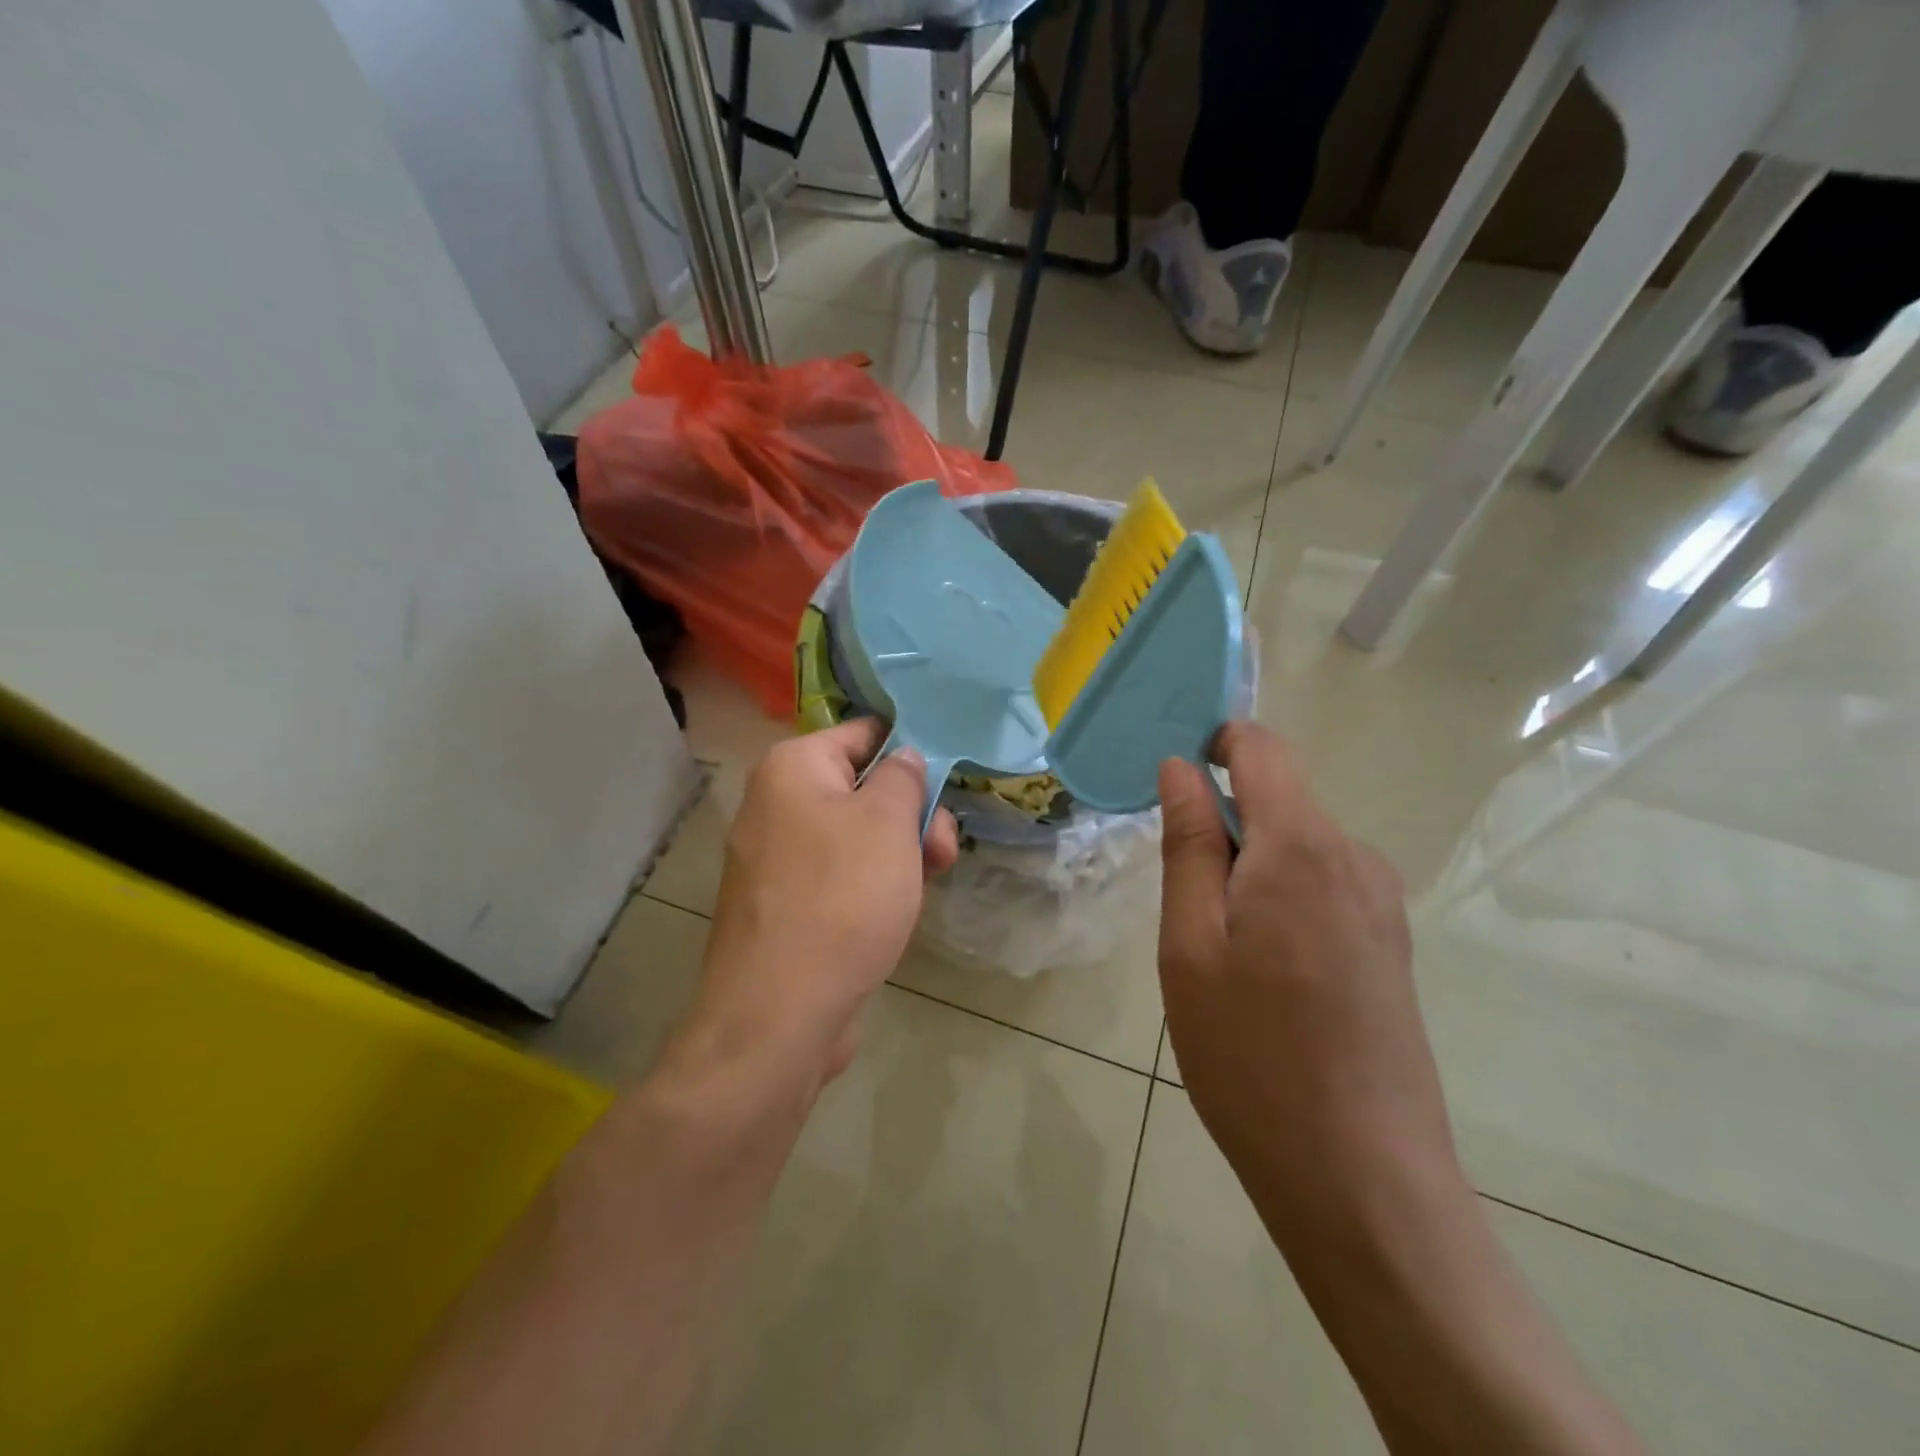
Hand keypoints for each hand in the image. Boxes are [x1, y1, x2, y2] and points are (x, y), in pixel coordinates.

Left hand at [676, 718, 958, 1087]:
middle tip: (943, 846)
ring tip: (933, 878)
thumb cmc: (842, 898)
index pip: (862, 733)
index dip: (910, 748)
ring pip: (855, 835)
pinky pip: (838, 874)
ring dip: (900, 850)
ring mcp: (776, 859)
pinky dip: (872, 882)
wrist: (780, 1014)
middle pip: (861, 788)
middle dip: (911, 812)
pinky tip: (900, 907)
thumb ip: (903, 777)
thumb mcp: (888, 822)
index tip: (950, 774)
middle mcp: (775, 805)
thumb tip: (904, 757)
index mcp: (792, 769)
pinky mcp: (785, 905)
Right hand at [1156, 722, 1459, 1242]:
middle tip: (1184, 908)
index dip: (1213, 744)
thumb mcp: (1190, 943)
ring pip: (1297, 846)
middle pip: (1278, 798)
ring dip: (1249, 871)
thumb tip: (1181, 767)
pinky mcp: (1390, 942)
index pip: (1261, 746)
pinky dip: (1280, 900)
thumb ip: (1190, 843)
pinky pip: (1322, 885)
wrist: (1362, 1176)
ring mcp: (1382, 902)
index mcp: (1302, 846)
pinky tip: (1265, 976)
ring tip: (1223, 955)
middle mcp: (1355, 857)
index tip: (1171, 790)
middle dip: (1223, 827)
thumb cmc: (1251, 1052)